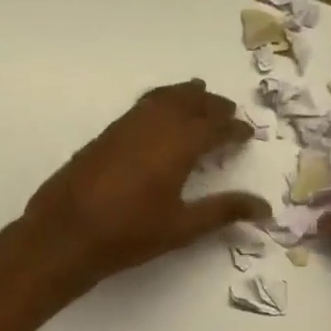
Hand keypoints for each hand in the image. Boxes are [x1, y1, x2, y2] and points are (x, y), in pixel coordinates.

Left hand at [23, 80, 270, 286]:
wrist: (65, 233)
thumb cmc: (129, 234)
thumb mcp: (182, 227)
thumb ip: (222, 211)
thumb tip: (264, 208)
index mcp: (178, 145)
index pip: (214, 127)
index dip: (233, 129)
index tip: (247, 134)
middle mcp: (153, 126)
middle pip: (189, 103)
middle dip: (211, 105)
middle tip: (228, 111)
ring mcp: (125, 126)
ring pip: (162, 98)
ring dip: (184, 96)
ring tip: (198, 97)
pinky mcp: (105, 134)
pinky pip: (140, 106)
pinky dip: (159, 101)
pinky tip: (159, 116)